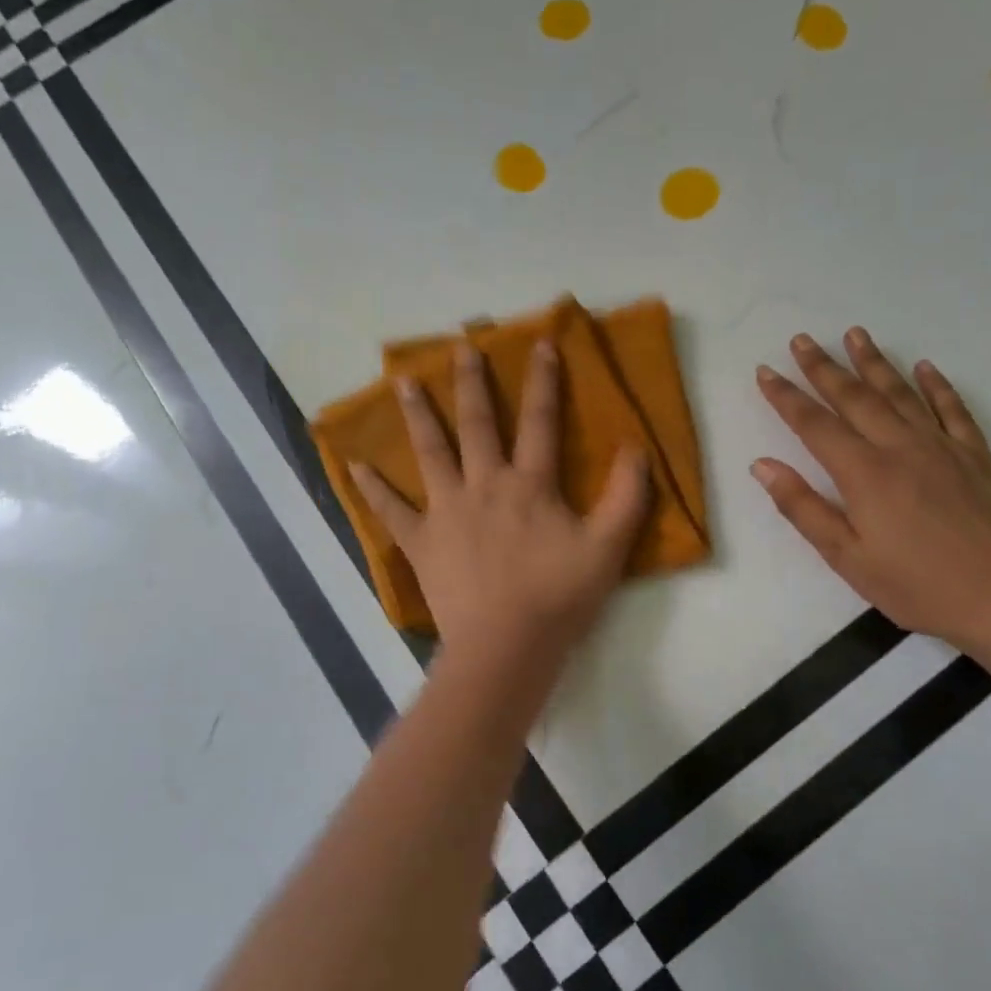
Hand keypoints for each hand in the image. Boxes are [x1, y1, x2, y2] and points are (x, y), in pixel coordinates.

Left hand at [350, 341, 651, 664]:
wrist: (506, 647)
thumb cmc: (559, 597)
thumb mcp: (609, 547)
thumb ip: (627, 495)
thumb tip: (635, 446)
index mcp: (530, 485)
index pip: (541, 421)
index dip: (543, 380)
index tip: (540, 342)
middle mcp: (485, 486)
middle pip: (478, 425)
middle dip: (472, 383)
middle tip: (461, 346)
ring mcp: (447, 512)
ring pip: (431, 453)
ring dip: (418, 415)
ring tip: (403, 381)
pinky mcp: (422, 543)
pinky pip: (392, 511)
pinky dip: (373, 488)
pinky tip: (356, 464)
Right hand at [751, 328, 990, 651]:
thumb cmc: (917, 586)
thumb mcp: (847, 557)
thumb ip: (803, 508)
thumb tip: (763, 465)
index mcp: (864, 473)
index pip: (814, 424)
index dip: (786, 396)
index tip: (765, 370)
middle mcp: (900, 447)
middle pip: (854, 397)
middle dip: (823, 367)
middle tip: (801, 339)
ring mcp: (942, 446)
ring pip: (900, 393)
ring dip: (874, 362)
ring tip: (855, 333)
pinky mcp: (975, 455)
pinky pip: (953, 409)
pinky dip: (937, 385)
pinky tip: (925, 366)